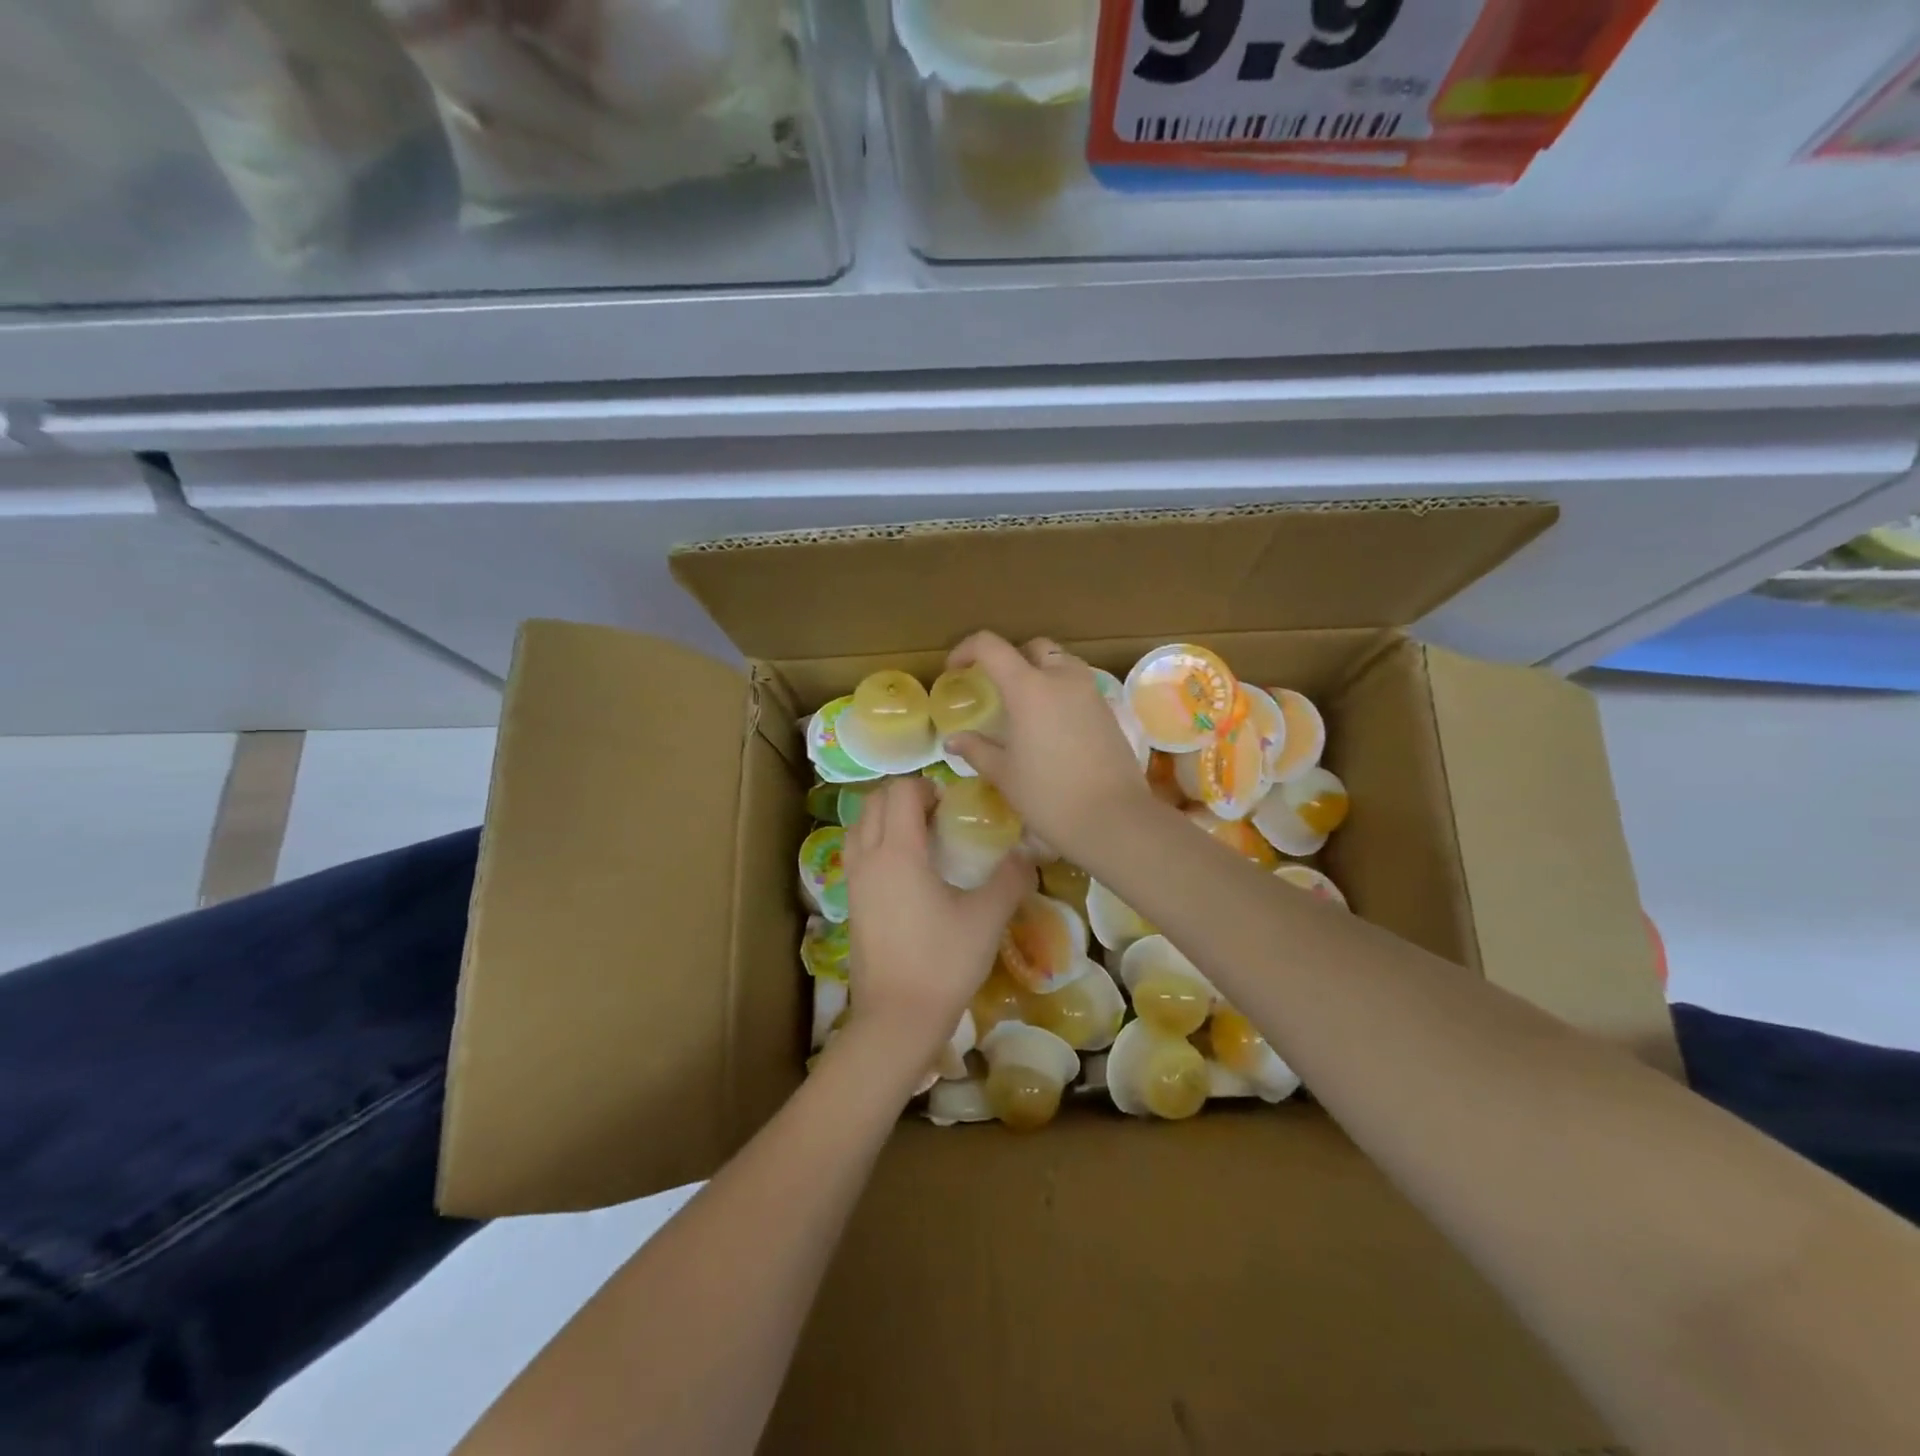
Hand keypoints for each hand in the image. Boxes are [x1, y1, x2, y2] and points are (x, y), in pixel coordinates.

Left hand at [843, 777, 1029, 1063]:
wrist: (896, 1019)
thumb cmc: (942, 963)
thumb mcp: (986, 919)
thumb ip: (1010, 879)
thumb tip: (1028, 854)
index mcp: (898, 852)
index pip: (900, 792)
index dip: (926, 788)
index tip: (953, 806)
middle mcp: (868, 859)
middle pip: (873, 803)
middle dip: (904, 798)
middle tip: (939, 817)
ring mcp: (854, 883)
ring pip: (859, 828)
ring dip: (885, 819)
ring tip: (921, 840)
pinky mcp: (852, 905)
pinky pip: (857, 855)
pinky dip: (876, 844)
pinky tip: (908, 873)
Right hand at [943, 632, 1154, 863]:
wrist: (1114, 819)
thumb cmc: (1049, 796)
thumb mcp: (1004, 774)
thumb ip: (977, 750)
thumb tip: (954, 740)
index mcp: (1028, 687)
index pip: (990, 646)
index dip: (966, 650)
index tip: (955, 670)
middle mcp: (1061, 678)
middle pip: (1032, 647)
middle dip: (1009, 658)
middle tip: (994, 686)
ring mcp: (1090, 692)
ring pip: (1061, 662)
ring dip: (1039, 671)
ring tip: (1025, 704)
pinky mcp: (1109, 710)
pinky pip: (1079, 685)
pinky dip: (1060, 691)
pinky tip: (1052, 725)